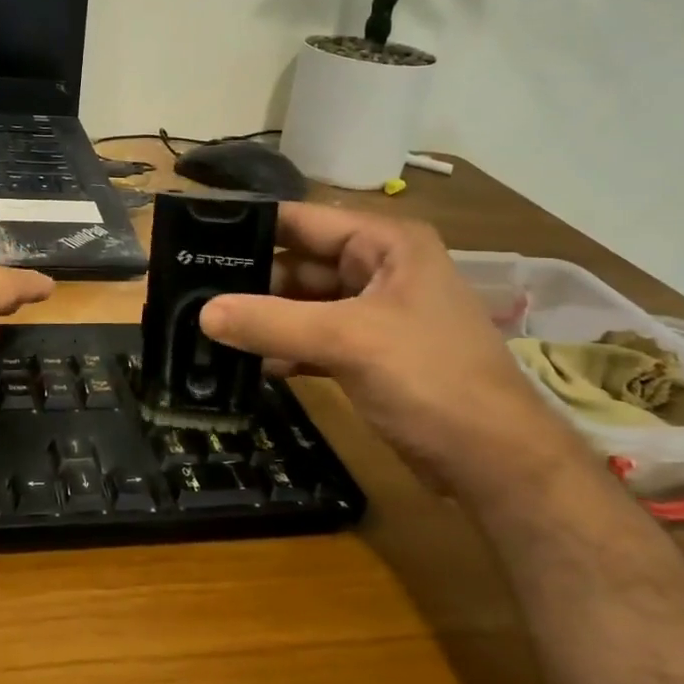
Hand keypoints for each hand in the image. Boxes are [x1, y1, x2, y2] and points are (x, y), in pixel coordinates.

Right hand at [199, 204, 583, 499]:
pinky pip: (310, 339)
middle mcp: (376, 270)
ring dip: (261, 319)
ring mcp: (370, 314)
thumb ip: (272, 323)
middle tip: (188, 291)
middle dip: (249, 280)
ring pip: (300, 305)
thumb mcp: (348, 341)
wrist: (494, 462)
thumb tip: (202, 313)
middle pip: (296, 264)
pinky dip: (280, 349)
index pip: (302, 220)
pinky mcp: (364, 354)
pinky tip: (241, 363)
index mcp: (384, 244)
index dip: (250, 226)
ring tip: (201, 326)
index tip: (192, 238)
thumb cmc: (431, 378)